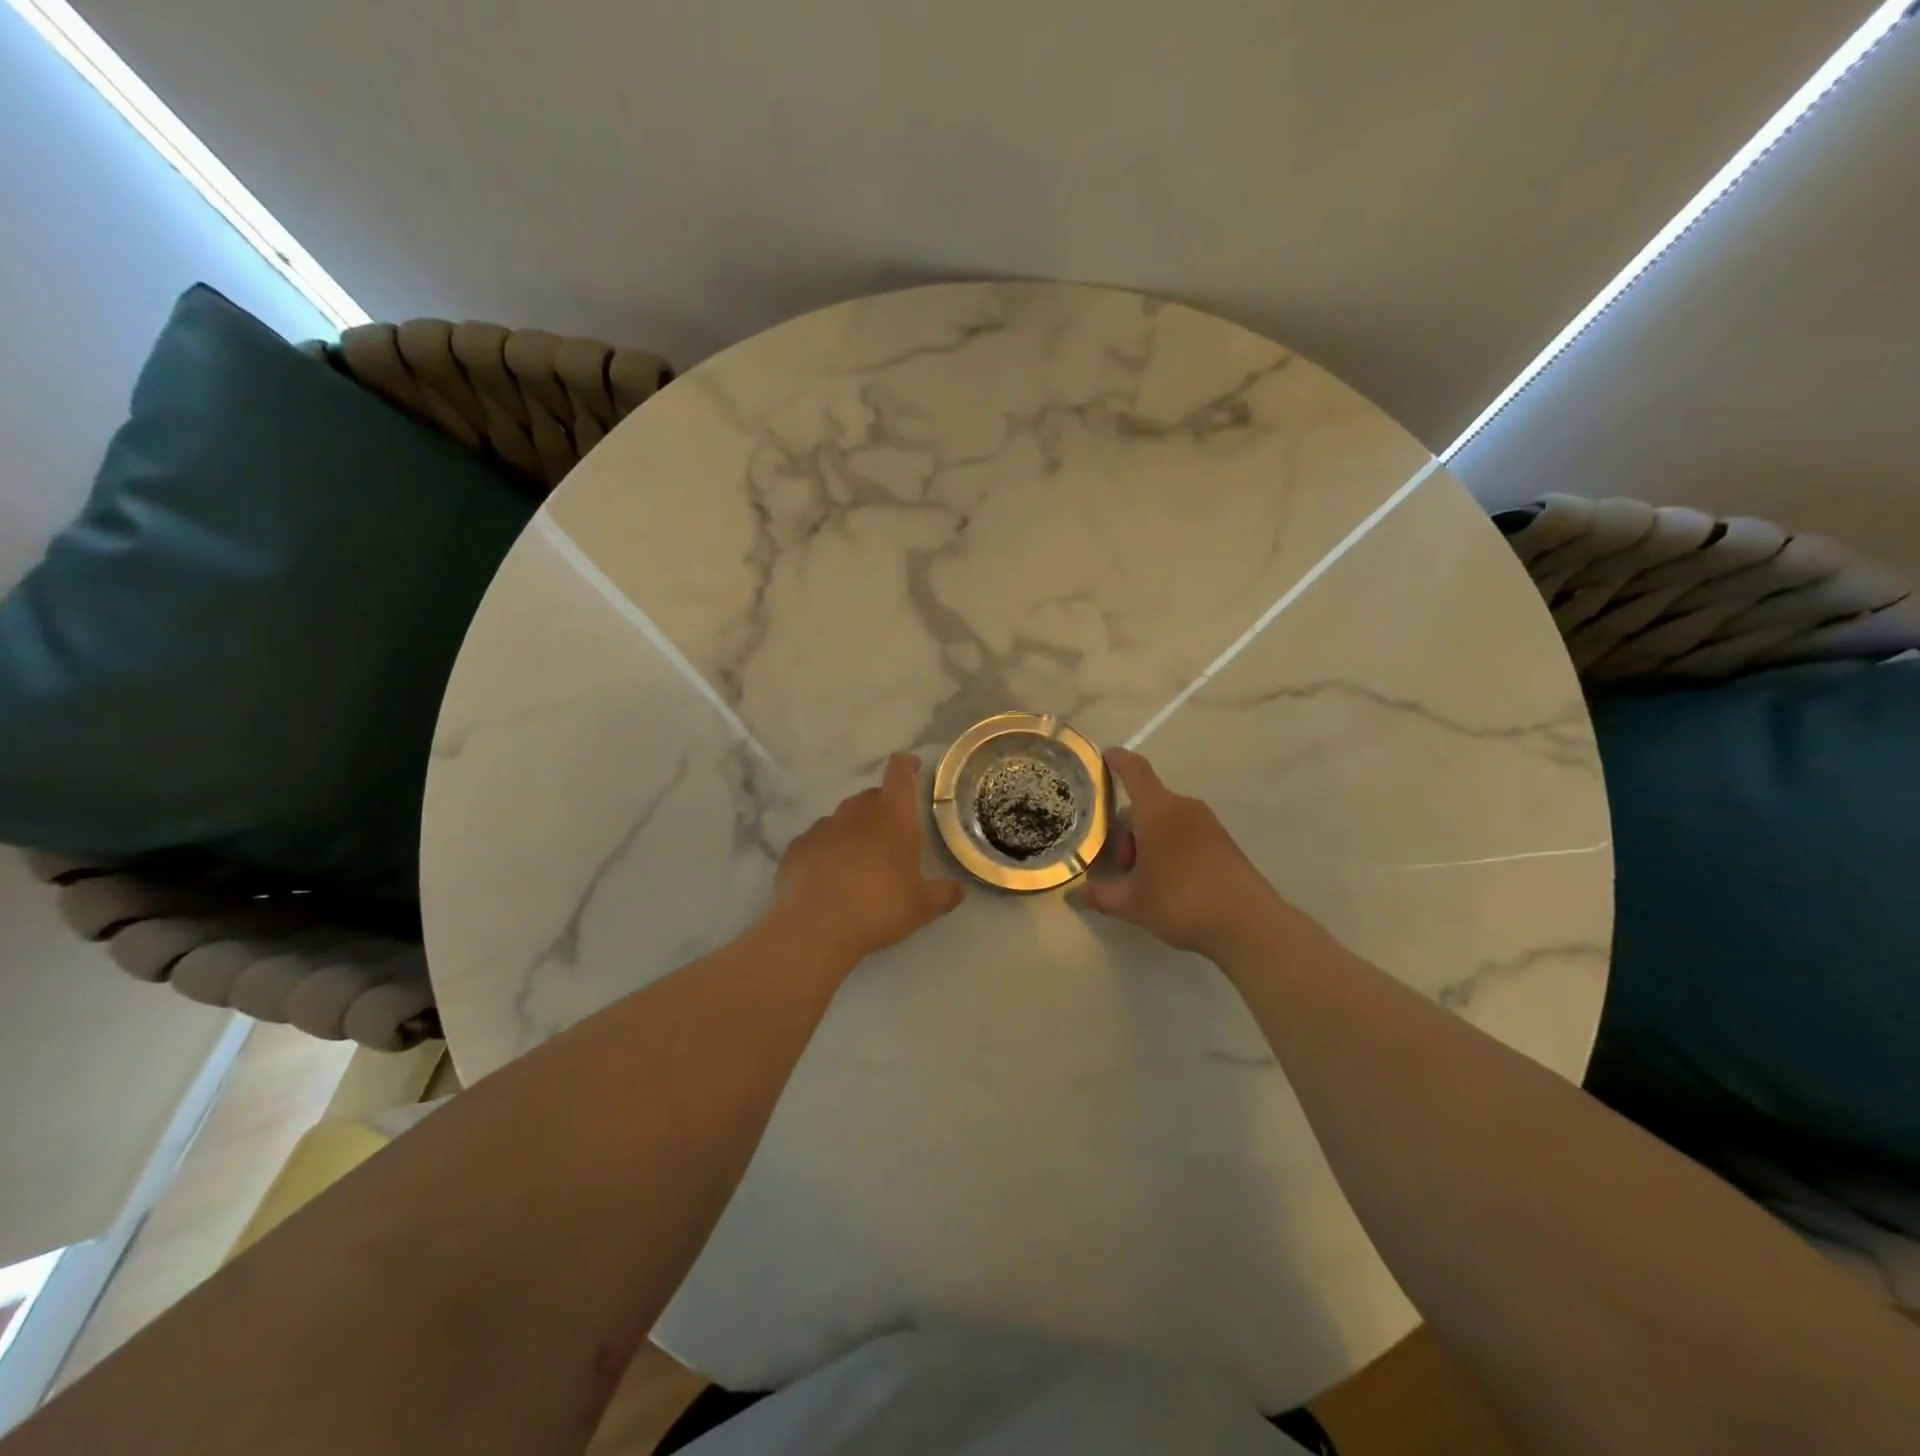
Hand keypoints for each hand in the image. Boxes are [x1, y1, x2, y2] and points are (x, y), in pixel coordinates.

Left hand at [771, 752, 965, 965]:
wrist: (815, 928)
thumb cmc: (878, 908)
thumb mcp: (922, 907)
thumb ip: (944, 894)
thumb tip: (959, 890)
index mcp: (893, 816)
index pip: (899, 773)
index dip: (906, 765)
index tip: (912, 767)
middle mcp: (857, 812)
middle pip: (871, 796)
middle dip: (882, 808)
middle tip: (891, 837)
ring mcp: (823, 827)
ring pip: (843, 818)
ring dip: (853, 831)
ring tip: (858, 862)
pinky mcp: (798, 846)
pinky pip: (817, 841)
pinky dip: (826, 851)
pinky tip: (828, 877)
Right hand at [1074, 747, 1288, 959]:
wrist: (1248, 924)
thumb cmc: (1180, 901)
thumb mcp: (1131, 903)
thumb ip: (1099, 895)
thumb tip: (1075, 895)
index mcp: (1157, 810)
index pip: (1135, 771)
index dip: (1118, 760)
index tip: (1105, 756)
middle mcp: (1183, 808)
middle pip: (1147, 804)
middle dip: (1128, 829)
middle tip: (1121, 866)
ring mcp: (1208, 824)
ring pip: (1166, 820)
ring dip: (1149, 841)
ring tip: (1145, 880)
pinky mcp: (1224, 843)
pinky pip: (1186, 834)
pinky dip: (1171, 848)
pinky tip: (1170, 884)